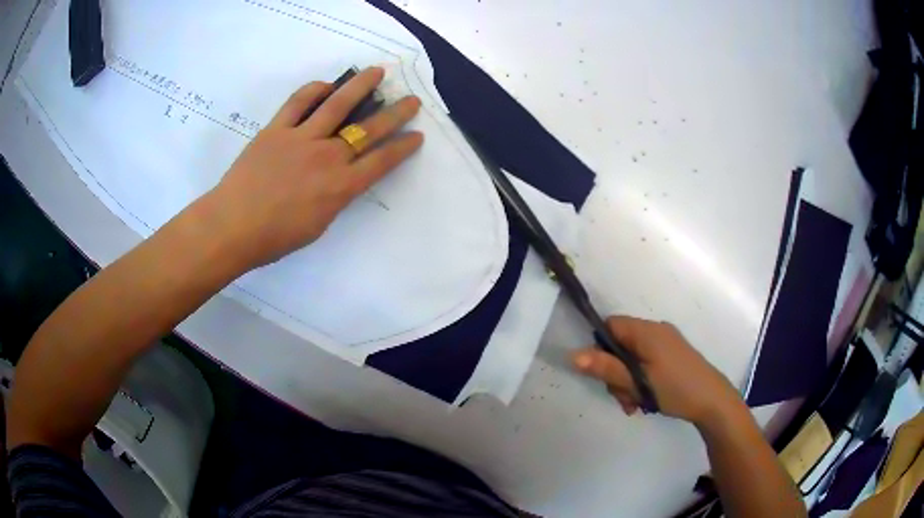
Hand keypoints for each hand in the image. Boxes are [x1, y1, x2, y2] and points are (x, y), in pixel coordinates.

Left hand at [203, 66, 423, 270]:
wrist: (232, 227)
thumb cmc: (275, 238)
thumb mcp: (318, 226)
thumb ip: (335, 197)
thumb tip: (342, 178)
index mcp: (341, 187)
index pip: (382, 161)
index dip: (403, 147)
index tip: (417, 135)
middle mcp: (328, 157)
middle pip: (369, 130)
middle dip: (396, 113)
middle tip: (412, 99)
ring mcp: (302, 138)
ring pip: (338, 105)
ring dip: (361, 86)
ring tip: (377, 72)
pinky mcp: (277, 129)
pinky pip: (298, 102)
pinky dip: (314, 89)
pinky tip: (326, 84)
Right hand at [572, 316, 742, 426]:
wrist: (712, 400)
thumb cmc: (675, 389)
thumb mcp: (638, 382)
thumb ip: (606, 368)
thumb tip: (573, 355)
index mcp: (647, 331)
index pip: (610, 325)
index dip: (600, 347)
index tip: (603, 374)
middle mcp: (656, 330)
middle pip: (620, 344)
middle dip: (616, 373)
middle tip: (623, 398)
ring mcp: (666, 342)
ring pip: (632, 357)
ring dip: (628, 381)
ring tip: (635, 404)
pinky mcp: (672, 355)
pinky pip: (646, 362)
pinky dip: (640, 379)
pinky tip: (645, 400)